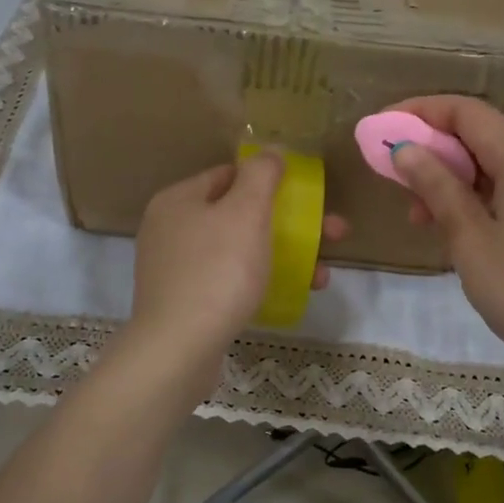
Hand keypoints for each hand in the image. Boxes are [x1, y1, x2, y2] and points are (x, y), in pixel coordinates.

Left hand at [128, 153, 346, 364]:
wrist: (178, 350)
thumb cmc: (217, 272)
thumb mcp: (246, 213)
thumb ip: (261, 175)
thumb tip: (271, 152)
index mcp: (178, 199)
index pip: (229, 175)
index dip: (270, 182)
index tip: (307, 199)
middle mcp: (171, 228)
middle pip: (238, 214)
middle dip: (290, 224)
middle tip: (332, 236)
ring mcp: (175, 268)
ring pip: (238, 250)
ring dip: (283, 255)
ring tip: (322, 275)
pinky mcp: (184, 302)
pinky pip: (228, 280)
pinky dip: (260, 281)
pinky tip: (290, 294)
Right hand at [387, 96, 503, 380]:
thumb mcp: (473, 242)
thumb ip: (438, 189)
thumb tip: (405, 150)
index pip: (465, 112)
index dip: (419, 112)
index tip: (381, 130)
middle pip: (480, 135)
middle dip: (432, 150)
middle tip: (393, 179)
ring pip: (495, 165)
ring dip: (452, 179)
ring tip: (419, 217)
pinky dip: (478, 197)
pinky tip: (457, 229)